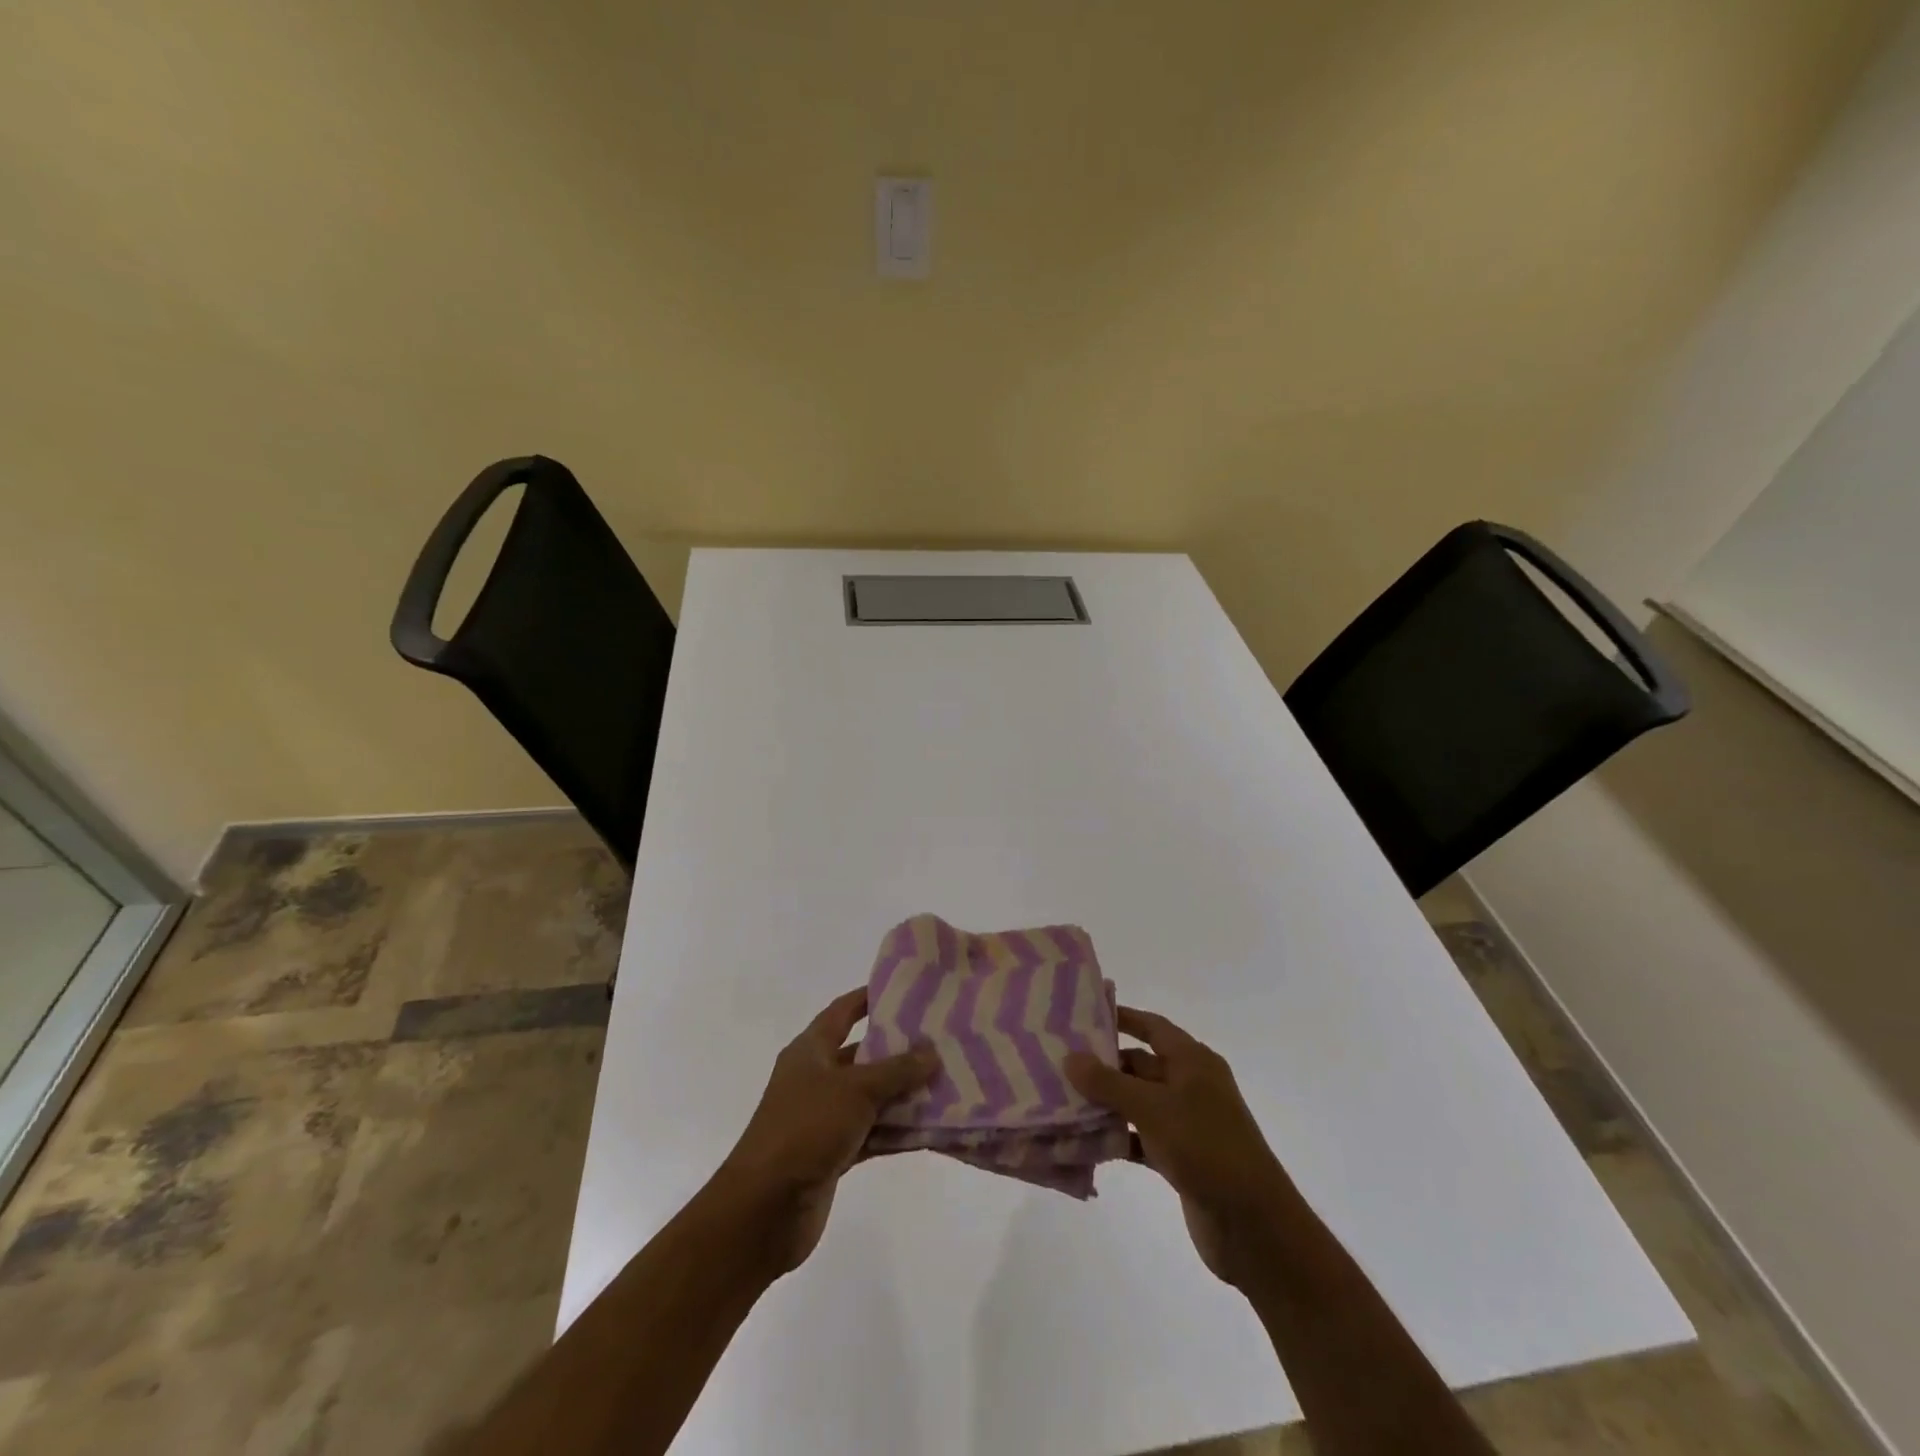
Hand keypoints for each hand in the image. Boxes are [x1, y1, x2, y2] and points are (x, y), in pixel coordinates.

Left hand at [712, 988, 937, 1276]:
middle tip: (940, 1040)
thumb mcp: (856, 1090)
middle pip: (862, 1055)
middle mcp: (815, 1078)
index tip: (905, 989)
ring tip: (946, 1081)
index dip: (869, 998)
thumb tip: (931, 1051)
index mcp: (810, 1051)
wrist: (763, 1209)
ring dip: (902, 1093)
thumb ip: (897, 1070)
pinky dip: (896, 1131)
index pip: (842, 1012)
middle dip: (898, 1050)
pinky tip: (930, 1127)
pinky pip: (872, 1133)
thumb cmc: (806, 1128)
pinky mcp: (832, 1154)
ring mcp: (823, 1118)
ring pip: (870, 1097)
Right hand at [1066, 1007, 1295, 1288]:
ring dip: (1106, 1103)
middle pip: (1140, 1065)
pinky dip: (1117, 1137)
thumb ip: (1109, 1082)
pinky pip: (1141, 1138)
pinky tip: (1085, 1142)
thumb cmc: (1206, 1147)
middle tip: (1059, 1061)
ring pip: (1137, 1103)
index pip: (1152, 1026)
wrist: (1254, 1226)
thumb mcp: (1153, 1108)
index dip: (1122, 1017)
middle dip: (1104, 1064)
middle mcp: (1191, 1086)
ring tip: (1062, 1099)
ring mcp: (1186, 1123)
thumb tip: (1071, 1057)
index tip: (1083, 1013)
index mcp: (1193, 1061)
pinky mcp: (1180, 1158)